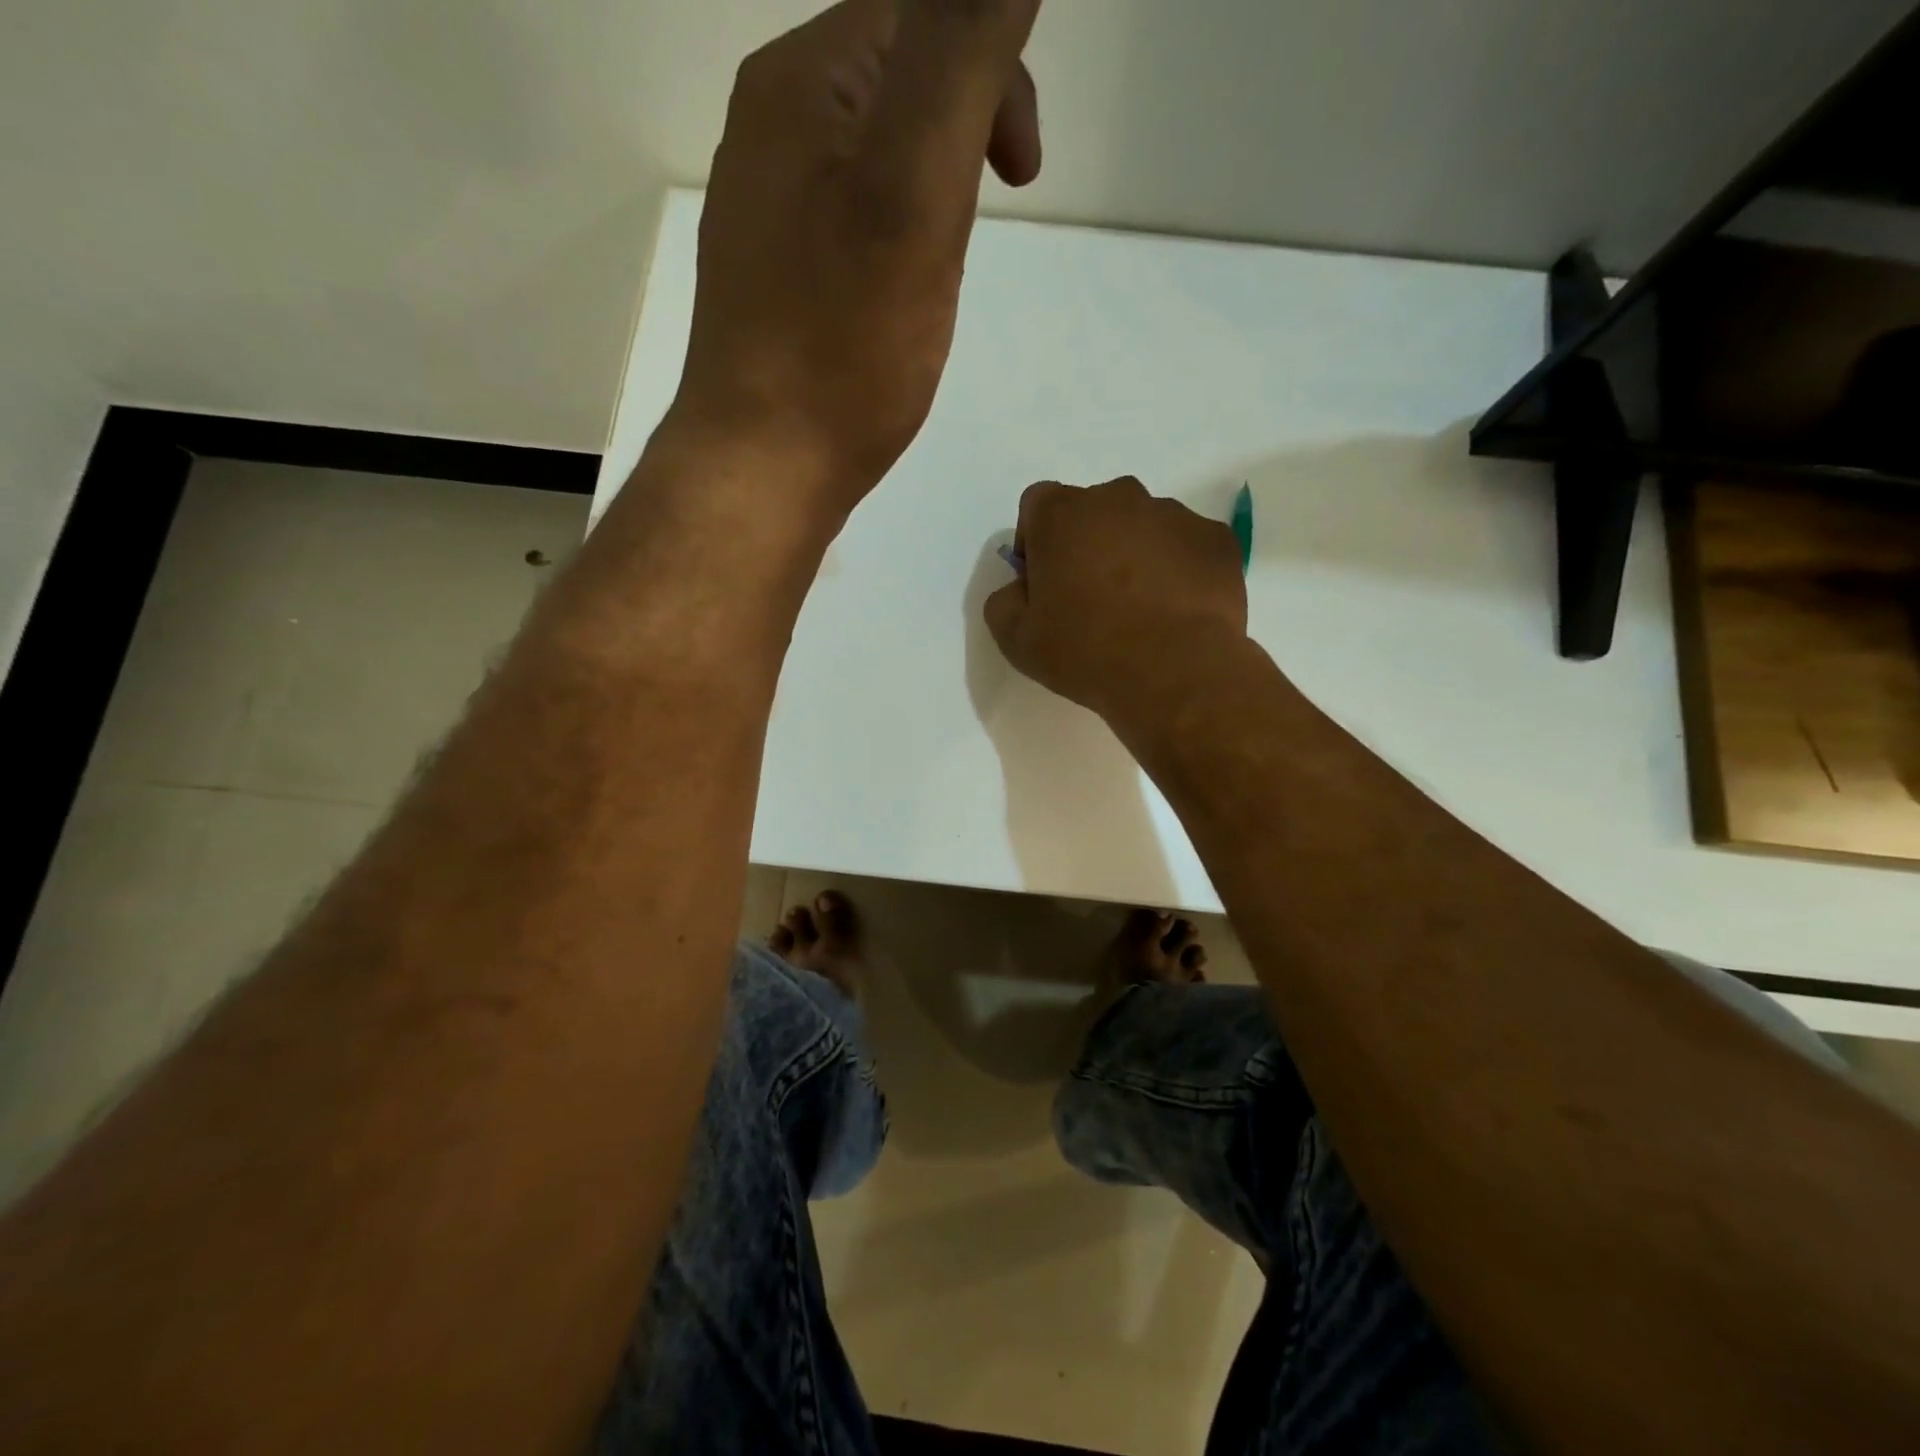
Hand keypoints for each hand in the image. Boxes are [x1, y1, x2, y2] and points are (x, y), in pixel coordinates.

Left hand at [667, 0, 1042, 519]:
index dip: (990, 72)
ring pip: (872, 156)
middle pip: (892, 79)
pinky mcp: (772, 277)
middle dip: (961, 134)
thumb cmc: (842, 347)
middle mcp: (769, 129)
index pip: (916, 11)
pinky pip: (847, 220)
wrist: (764, 466)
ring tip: (940, 271)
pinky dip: (890, 239)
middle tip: (983, 225)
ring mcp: (764, 208)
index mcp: (801, 85)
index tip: (1021, 173)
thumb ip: (959, 57)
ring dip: (929, 194)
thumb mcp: (915, 191)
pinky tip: (896, 299)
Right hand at [984, 477, 1248, 727]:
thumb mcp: (1017, 639)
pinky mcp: (1217, 539)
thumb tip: (1020, 589)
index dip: (1036, 543)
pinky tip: (1176, 612)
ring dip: (1135, 556)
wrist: (1174, 670)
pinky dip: (1178, 570)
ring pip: (1143, 527)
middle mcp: (1119, 497)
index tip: (1044, 584)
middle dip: (1088, 545)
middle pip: (1094, 512)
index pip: (1038, 505)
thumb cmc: (1085, 650)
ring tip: (1141, 611)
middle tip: (1092, 601)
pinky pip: (1187, 548)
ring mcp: (1175, 514)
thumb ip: (1004, 602)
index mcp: (1063, 513)